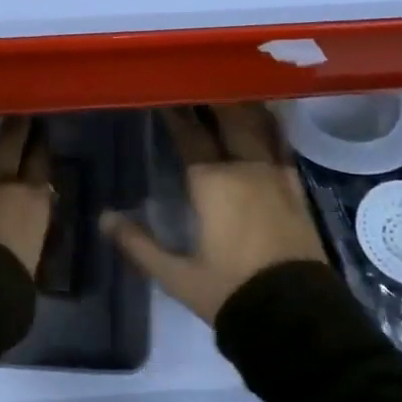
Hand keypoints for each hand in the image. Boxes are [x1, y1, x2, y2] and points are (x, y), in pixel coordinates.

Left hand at [0, 117, 53, 273]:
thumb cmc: (8, 285)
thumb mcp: (32, 264)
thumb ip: (30, 242)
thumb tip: (28, 238)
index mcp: (33, 202)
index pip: (40, 165)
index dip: (40, 145)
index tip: (41, 128)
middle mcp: (2, 184)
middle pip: (10, 146)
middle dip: (15, 126)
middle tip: (17, 108)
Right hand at [104, 105, 327, 322]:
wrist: (297, 318)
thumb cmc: (230, 292)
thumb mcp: (177, 275)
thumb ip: (138, 244)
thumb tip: (104, 218)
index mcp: (211, 182)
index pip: (190, 136)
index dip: (176, 114)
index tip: (165, 95)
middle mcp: (245, 168)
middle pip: (229, 119)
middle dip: (212, 99)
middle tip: (198, 82)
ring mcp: (275, 176)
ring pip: (258, 127)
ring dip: (243, 107)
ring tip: (231, 90)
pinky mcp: (296, 189)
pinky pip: (282, 146)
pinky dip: (272, 128)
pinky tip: (268, 121)